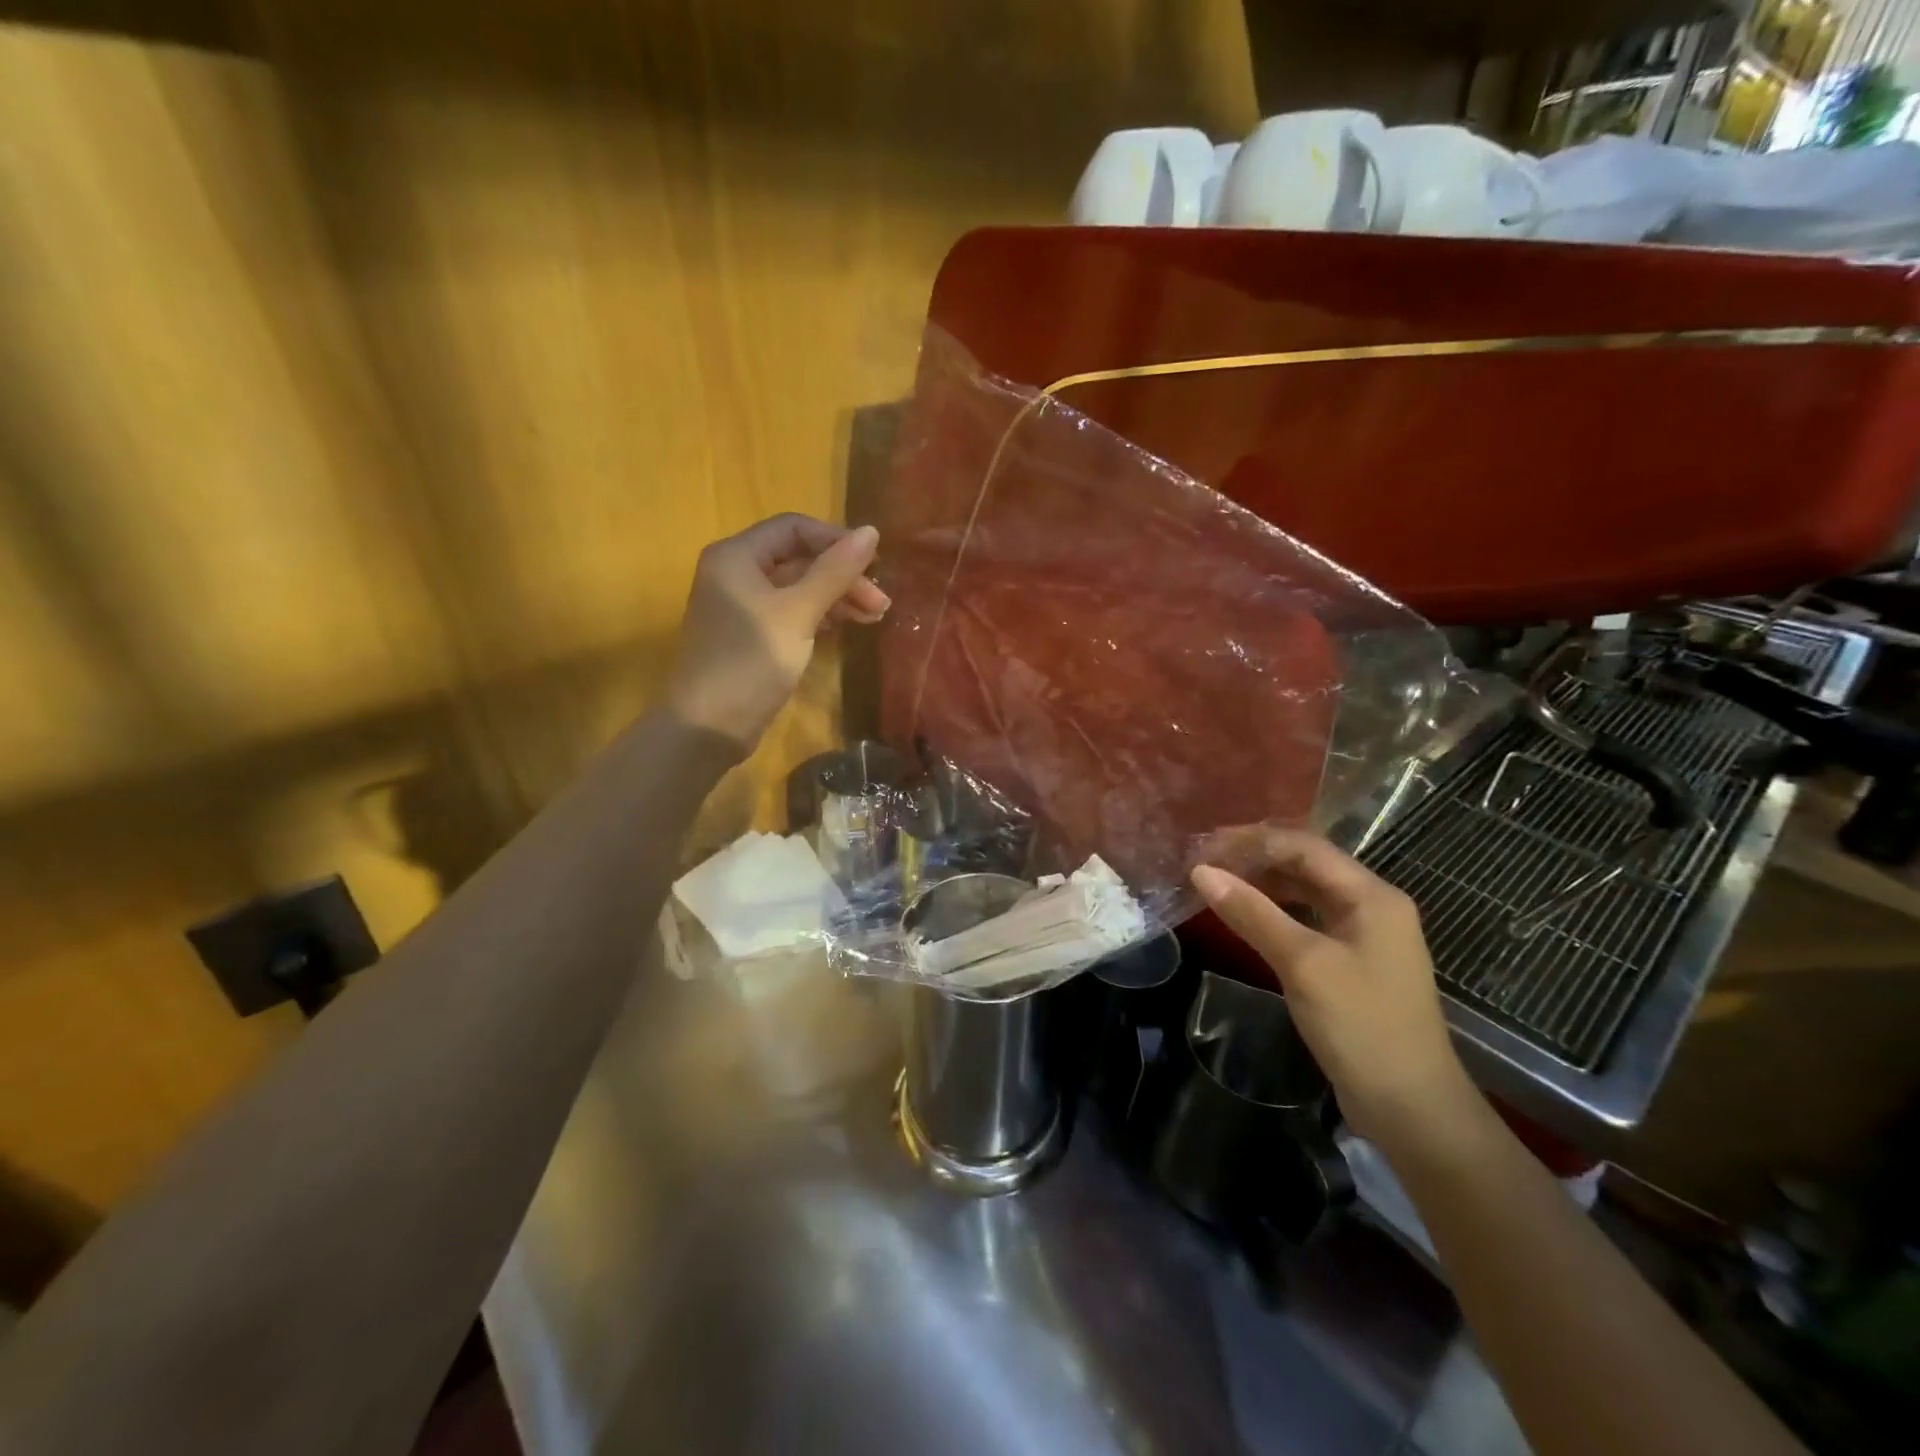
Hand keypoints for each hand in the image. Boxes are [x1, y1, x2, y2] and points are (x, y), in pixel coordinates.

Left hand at [666, 514, 888, 748]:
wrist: (709, 726)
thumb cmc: (751, 661)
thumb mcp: (798, 613)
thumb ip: (834, 572)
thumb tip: (871, 531)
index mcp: (737, 556)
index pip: (794, 528)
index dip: (836, 541)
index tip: (874, 565)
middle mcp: (736, 573)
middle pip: (799, 559)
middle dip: (842, 576)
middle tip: (881, 603)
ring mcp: (743, 606)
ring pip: (799, 588)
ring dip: (837, 598)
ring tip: (875, 617)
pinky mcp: (752, 635)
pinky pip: (792, 612)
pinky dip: (821, 616)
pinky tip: (847, 627)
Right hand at [1190, 830, 1473, 1146]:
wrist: (1412, 1109)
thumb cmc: (1361, 1026)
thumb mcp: (1302, 964)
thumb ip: (1252, 912)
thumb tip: (1201, 872)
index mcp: (1372, 896)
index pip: (1305, 847)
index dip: (1254, 841)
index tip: (1206, 847)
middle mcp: (1372, 906)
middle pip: (1307, 865)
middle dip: (1256, 859)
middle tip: (1205, 863)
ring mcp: (1364, 936)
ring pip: (1306, 893)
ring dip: (1263, 884)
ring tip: (1217, 883)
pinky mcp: (1353, 963)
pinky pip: (1308, 921)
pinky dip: (1275, 913)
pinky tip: (1245, 916)